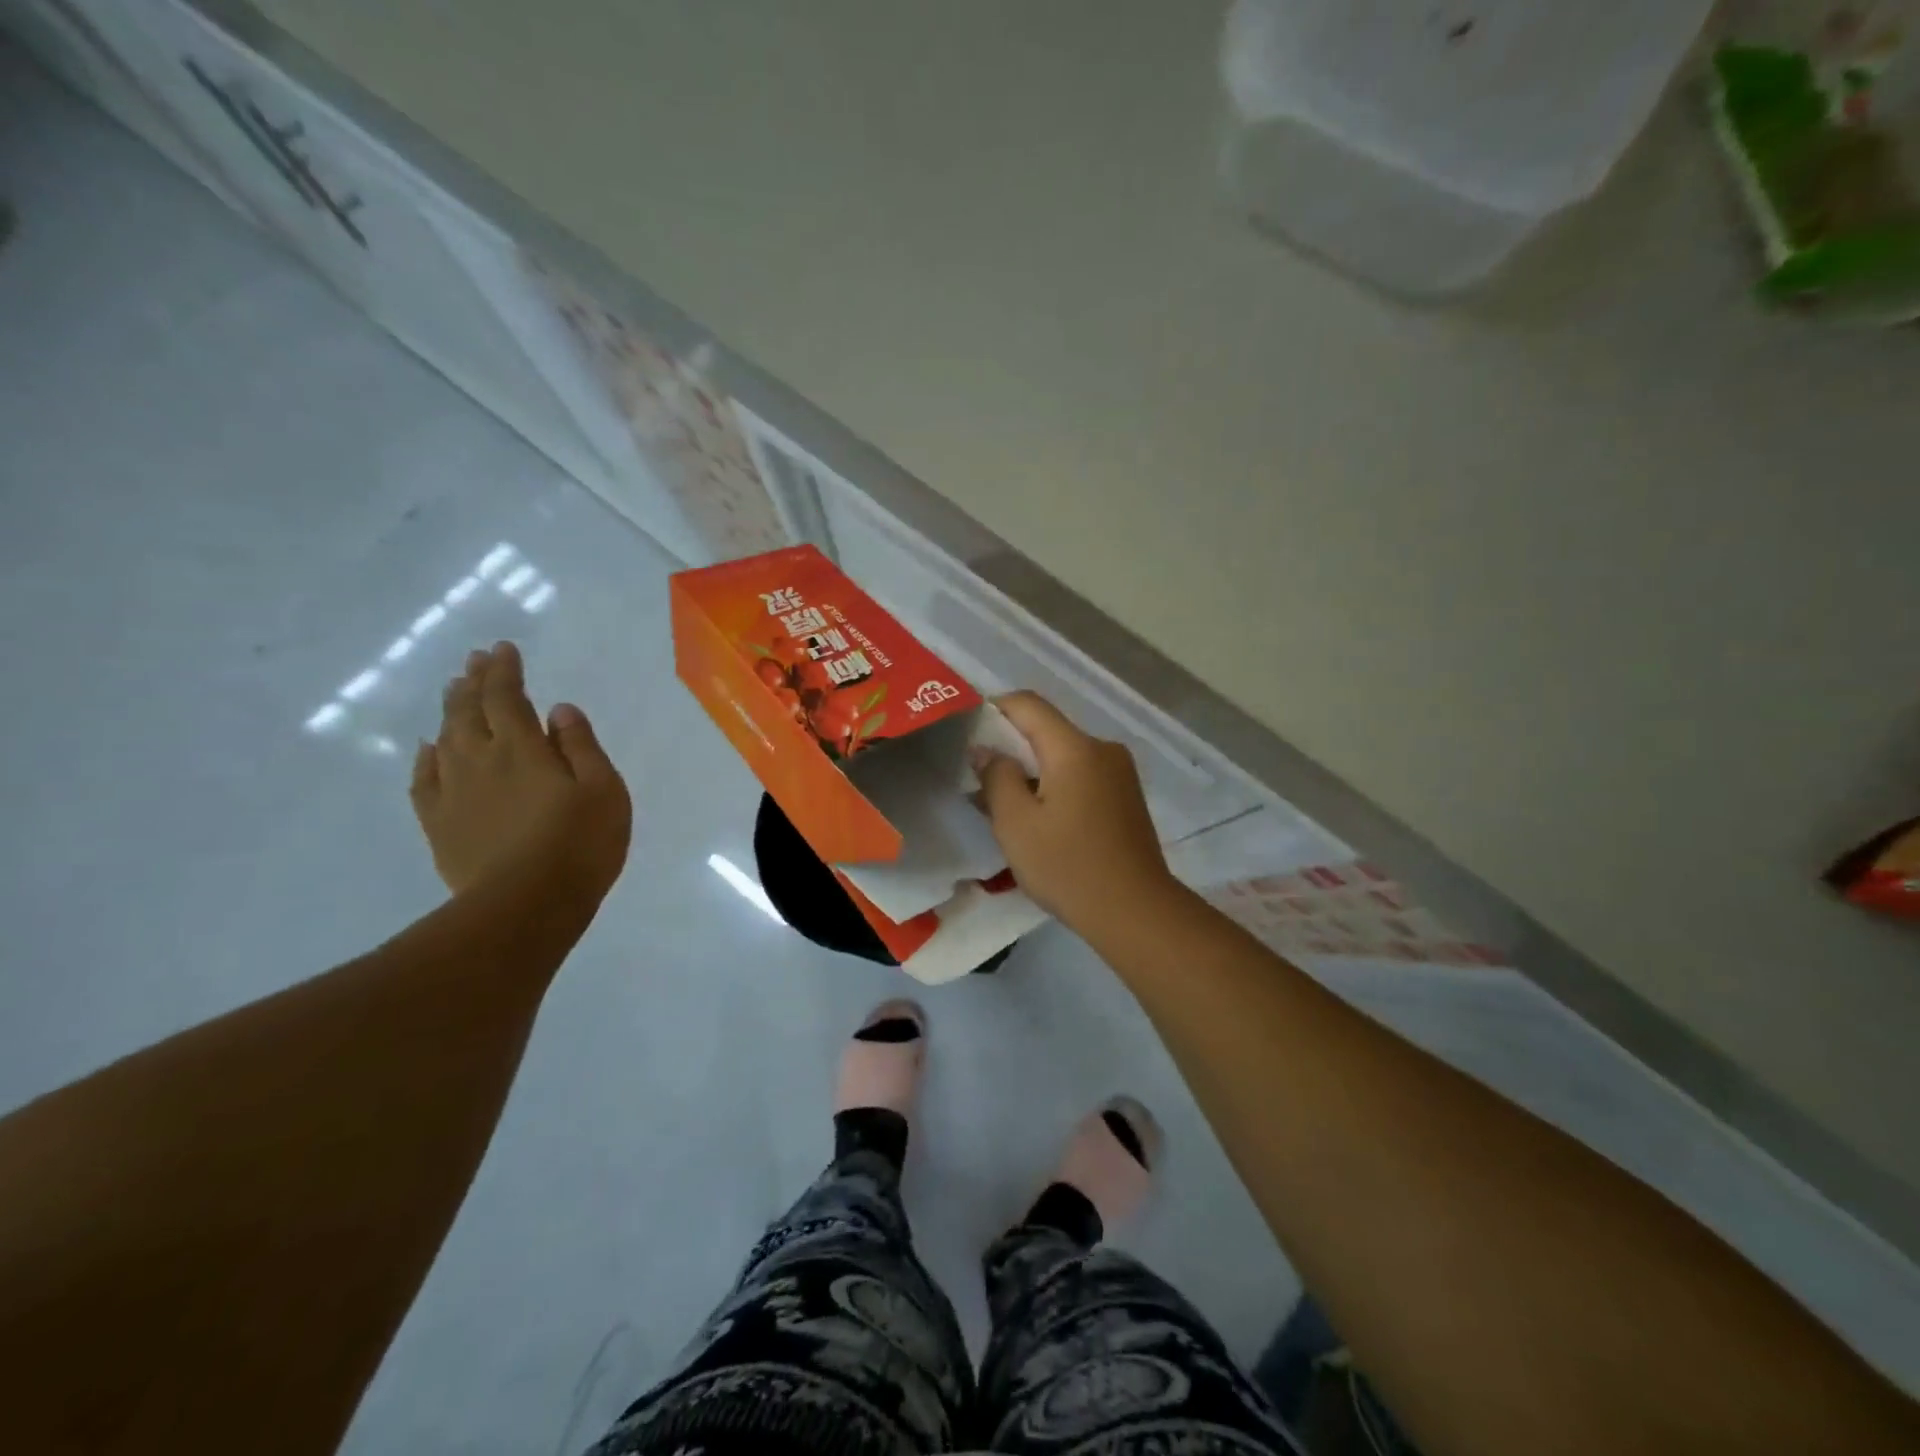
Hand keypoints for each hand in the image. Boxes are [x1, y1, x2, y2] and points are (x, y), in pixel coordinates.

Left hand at [410, 642, 631, 901]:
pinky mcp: (439, 824)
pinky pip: (424, 780)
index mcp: (523, 749)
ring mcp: (454, 793)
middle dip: (473, 682)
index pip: (507, 697)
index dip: (504, 671)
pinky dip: (426, 757)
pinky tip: (429, 749)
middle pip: (470, 711)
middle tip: (475, 661)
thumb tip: (559, 709)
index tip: (503, 649)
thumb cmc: (580, 844)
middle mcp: (480, 760)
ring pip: (445, 739)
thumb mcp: (603, 790)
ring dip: (451, 711)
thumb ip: (580, 746)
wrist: (525, 905)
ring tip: (454, 691)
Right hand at [974, 691, 1175, 929]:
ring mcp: (1120, 773)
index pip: (1028, 704)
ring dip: (1031, 770)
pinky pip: (1081, 775)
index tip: (967, 732)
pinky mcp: (1126, 797)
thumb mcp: (1016, 823)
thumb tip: (986, 749)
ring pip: (1064, 755)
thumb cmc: (1068, 866)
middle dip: (1010, 747)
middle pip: (1047, 730)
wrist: (1136, 912)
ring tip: (1004, 805)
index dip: (993, 709)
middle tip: (978, 777)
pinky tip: (1039, 818)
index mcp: (1075, 748)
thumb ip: (997, 777)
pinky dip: (1055, 785)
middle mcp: (1102, 749)